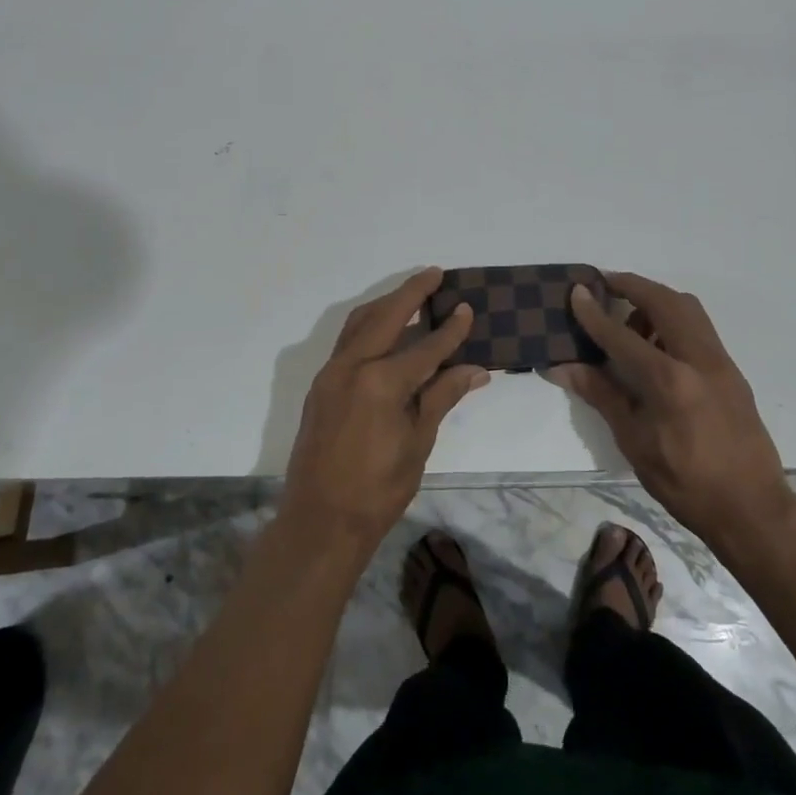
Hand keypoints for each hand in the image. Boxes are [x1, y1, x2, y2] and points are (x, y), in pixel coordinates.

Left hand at [282, 268, 488, 549]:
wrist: (320, 521)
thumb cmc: (378, 488)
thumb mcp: (418, 442)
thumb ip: (442, 397)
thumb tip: (475, 369)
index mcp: (381, 382)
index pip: (425, 346)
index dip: (450, 329)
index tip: (467, 307)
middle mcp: (351, 366)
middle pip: (386, 317)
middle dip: (411, 292)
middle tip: (434, 273)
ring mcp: (330, 373)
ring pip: (360, 323)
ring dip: (386, 304)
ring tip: (410, 294)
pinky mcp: (321, 385)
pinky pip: (347, 342)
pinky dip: (368, 326)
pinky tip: (385, 330)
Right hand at [548, 272, 793, 547]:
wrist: (753, 508)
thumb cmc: (685, 482)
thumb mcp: (634, 441)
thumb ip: (600, 394)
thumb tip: (561, 367)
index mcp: (669, 381)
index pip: (621, 334)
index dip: (594, 312)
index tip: (576, 290)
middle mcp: (698, 359)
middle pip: (663, 301)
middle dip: (631, 286)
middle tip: (604, 284)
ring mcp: (720, 362)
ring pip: (687, 308)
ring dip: (655, 299)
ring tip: (630, 319)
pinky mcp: (731, 370)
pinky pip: (699, 326)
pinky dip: (674, 318)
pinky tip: (657, 344)